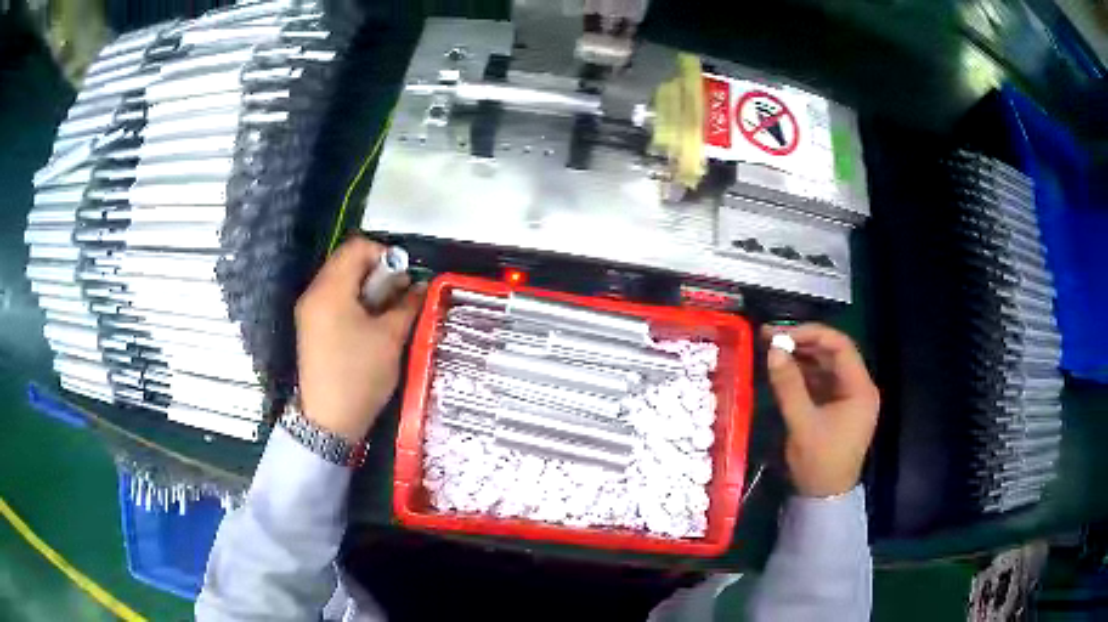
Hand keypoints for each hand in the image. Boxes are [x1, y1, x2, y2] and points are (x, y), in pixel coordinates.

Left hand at [294, 237, 424, 441]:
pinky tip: (369, 327)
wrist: (328, 421)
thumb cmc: (359, 376)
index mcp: (330, 290)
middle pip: (347, 262)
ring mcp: (309, 311)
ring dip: (367, 289)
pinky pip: (334, 300)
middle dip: (377, 274)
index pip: (357, 247)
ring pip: (341, 281)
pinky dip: (354, 303)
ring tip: (387, 315)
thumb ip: (407, 305)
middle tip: (399, 298)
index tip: (403, 279)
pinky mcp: (311, 327)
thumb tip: (419, 286)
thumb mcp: (390, 338)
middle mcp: (314, 293)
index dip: (385, 255)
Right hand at [764, 323, 879, 497]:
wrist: (825, 498)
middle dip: (803, 343)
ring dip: (801, 357)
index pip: (840, 346)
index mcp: (860, 388)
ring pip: (826, 366)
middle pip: (833, 353)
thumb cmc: (819, 462)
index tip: (781, 333)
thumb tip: (773, 349)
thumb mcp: (802, 423)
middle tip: (770, 337)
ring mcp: (848, 397)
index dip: (811, 333)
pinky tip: (783, 370)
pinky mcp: (837, 408)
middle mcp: (859, 387)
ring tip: (772, 350)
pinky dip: (803, 374)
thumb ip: (788, 385)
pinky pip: (821, 381)